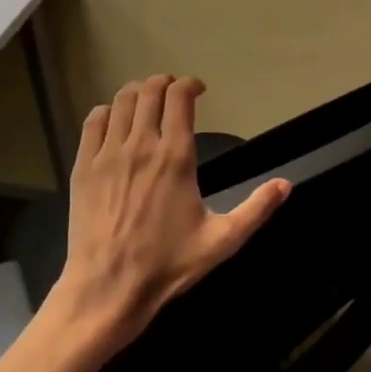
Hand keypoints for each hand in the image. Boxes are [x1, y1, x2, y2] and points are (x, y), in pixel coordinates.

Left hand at [52, 73, 290, 345]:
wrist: (108, 288)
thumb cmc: (168, 265)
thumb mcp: (222, 240)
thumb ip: (256, 209)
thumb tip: (286, 184)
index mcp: (176, 157)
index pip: (180, 98)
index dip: (190, 85)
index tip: (198, 90)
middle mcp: (141, 145)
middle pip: (149, 91)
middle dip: (164, 83)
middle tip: (174, 92)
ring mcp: (108, 154)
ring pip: (121, 101)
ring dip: (137, 92)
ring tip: (147, 100)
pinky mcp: (84, 167)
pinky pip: (93, 122)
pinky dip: (107, 111)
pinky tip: (115, 121)